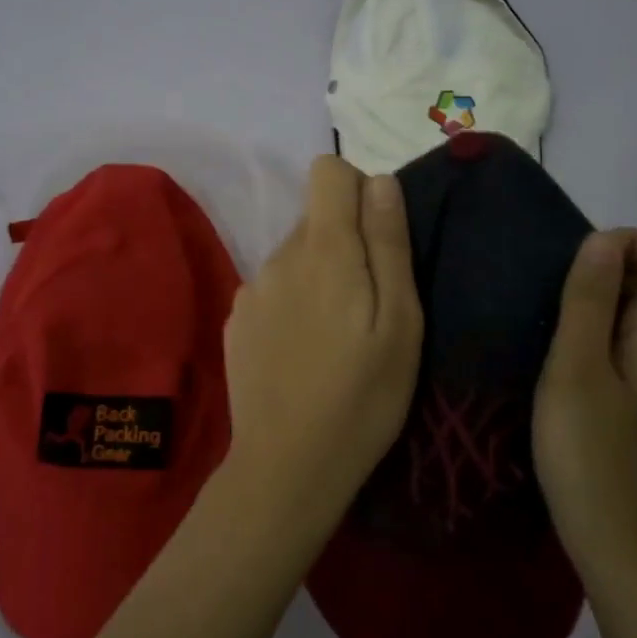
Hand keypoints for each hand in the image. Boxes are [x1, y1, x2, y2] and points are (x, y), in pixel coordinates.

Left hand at [222, 155, 422, 520]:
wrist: (287, 466)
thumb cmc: (362, 397)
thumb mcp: (400, 323)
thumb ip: (388, 244)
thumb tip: (380, 180)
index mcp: (323, 250)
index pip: (327, 171)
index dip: (358, 191)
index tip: (378, 239)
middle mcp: (279, 257)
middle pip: (315, 217)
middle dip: (346, 242)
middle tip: (367, 304)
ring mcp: (251, 289)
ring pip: (295, 255)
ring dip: (319, 275)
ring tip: (336, 335)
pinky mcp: (237, 320)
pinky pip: (273, 288)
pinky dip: (293, 303)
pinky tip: (303, 351)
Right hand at [533, 229, 636, 590]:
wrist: (619, 547)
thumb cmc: (592, 456)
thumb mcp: (577, 370)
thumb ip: (590, 301)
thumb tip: (604, 239)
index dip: (627, 243)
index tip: (575, 270)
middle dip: (603, 271)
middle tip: (549, 301)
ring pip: (635, 313)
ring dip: (592, 305)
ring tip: (544, 329)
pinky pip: (622, 344)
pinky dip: (592, 336)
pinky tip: (556, 365)